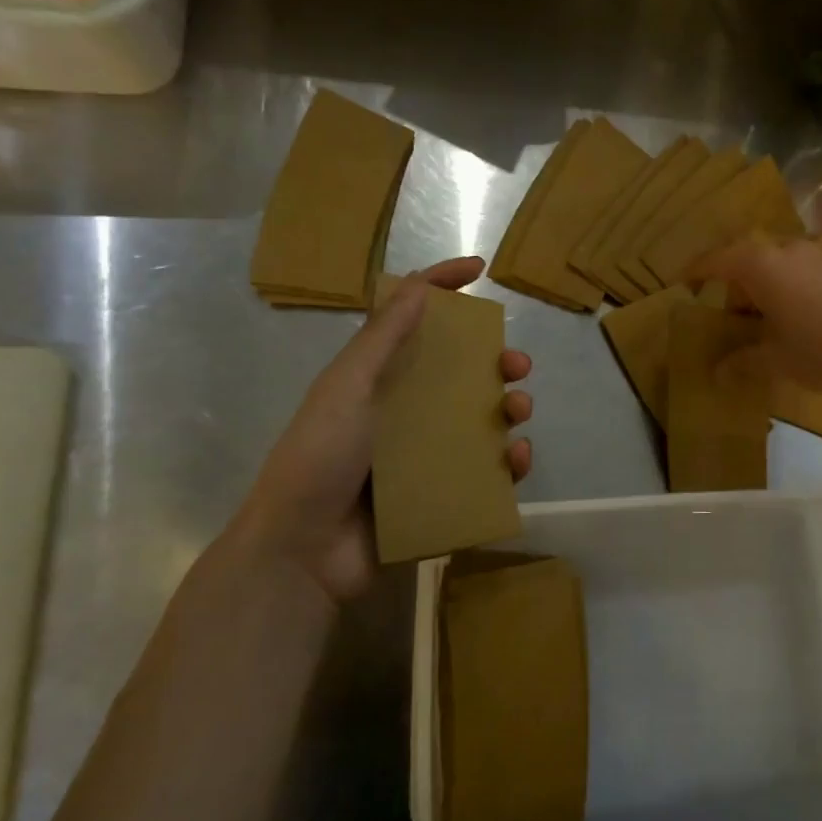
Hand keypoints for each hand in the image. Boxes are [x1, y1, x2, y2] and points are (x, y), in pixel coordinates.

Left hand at [229, 257, 533, 602]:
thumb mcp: (348, 388)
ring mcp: (426, 453)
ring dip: (509, 408)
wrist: (303, 550)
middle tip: (517, 366)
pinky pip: (487, 470)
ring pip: (482, 419)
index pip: (414, 320)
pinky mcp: (442, 492)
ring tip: (518, 412)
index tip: (480, 270)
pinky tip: (517, 459)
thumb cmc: (320, 457)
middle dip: (496, 362)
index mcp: (379, 377)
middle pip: (461, 372)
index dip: (443, 287)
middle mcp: (406, 409)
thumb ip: (382, 338)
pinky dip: (509, 462)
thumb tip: (419, 284)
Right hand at [693, 237, 821, 396]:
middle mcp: (787, 250)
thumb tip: (717, 373)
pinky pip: (802, 272)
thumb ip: (743, 362)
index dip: (696, 271)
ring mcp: (819, 256)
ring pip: (778, 265)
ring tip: (762, 320)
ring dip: (764, 287)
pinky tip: (797, 319)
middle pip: (748, 259)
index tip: (682, 281)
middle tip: (726, 313)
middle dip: (733, 283)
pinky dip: (789, 289)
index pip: (717, 260)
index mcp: (760, 265)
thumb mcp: (776, 360)